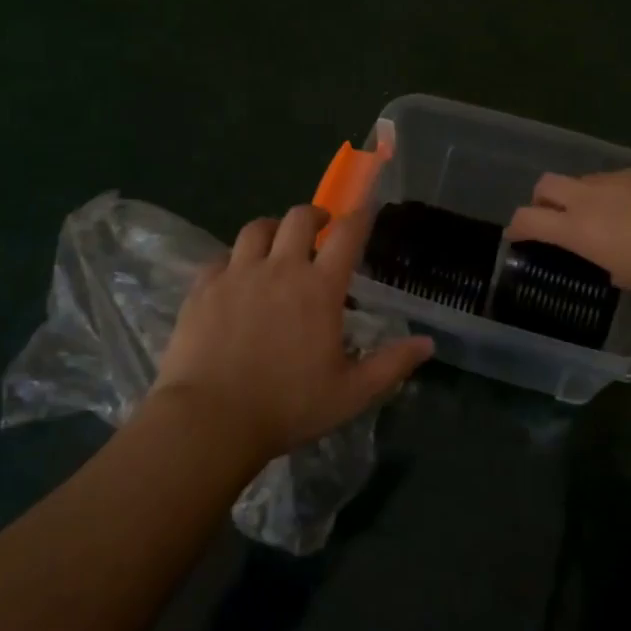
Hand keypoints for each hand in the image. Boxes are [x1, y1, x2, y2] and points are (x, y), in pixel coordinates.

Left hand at [155, 205, 433, 462]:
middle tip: (319, 228)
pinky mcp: (203, 288)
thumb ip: (392, 364)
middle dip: (314, 215)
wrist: (210, 420)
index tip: (365, 210)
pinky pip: (220, 259)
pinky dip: (233, 260)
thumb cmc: (288, 406)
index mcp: (319, 288)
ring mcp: (237, 274)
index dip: (359, 217)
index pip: (346, 235)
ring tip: (275, 244)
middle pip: (298, 218)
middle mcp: (279, 269)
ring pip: (255, 229)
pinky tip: (234, 278)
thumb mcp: (351, 393)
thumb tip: (427, 344)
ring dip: (272, 230)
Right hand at [507, 167, 630, 296]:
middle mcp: (591, 197)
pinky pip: (620, 180)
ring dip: (584, 198)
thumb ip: (609, 265)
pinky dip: (619, 194)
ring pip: (585, 181)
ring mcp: (620, 178)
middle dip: (542, 201)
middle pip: (546, 185)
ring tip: (607, 220)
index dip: (517, 228)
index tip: (517, 237)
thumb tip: (610, 261)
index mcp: (579, 228)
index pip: (528, 219)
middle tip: (555, 221)